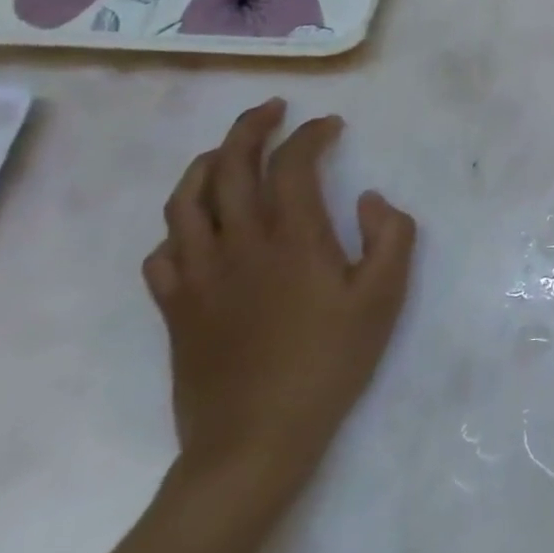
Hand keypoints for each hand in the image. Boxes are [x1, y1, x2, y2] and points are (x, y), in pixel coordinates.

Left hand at [142, 99, 415, 505]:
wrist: (254, 443)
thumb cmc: (328, 364)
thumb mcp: (384, 298)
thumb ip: (391, 236)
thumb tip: (369, 198)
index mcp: (292, 238)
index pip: (292, 163)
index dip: (310, 134)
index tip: (330, 125)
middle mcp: (238, 244)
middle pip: (229, 166)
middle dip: (250, 128)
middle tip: (272, 110)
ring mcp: (198, 275)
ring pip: (185, 201)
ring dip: (206, 163)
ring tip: (226, 151)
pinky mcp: (175, 308)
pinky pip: (162, 252)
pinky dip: (177, 226)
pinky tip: (196, 227)